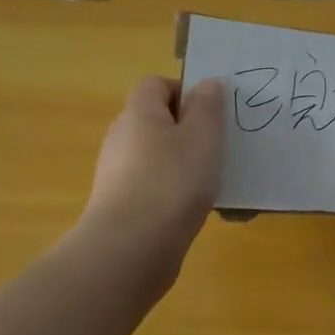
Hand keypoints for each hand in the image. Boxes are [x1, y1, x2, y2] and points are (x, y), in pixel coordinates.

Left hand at [79, 75, 224, 278]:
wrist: (130, 251)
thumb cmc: (172, 181)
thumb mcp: (203, 136)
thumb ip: (208, 105)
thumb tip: (207, 83)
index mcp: (138, 113)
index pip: (156, 84)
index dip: (185, 91)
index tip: (211, 113)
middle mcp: (121, 138)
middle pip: (156, 119)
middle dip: (188, 128)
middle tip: (217, 145)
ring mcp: (116, 174)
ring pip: (156, 154)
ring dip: (182, 161)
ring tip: (210, 179)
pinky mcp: (119, 205)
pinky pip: (152, 184)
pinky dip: (172, 189)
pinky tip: (191, 207)